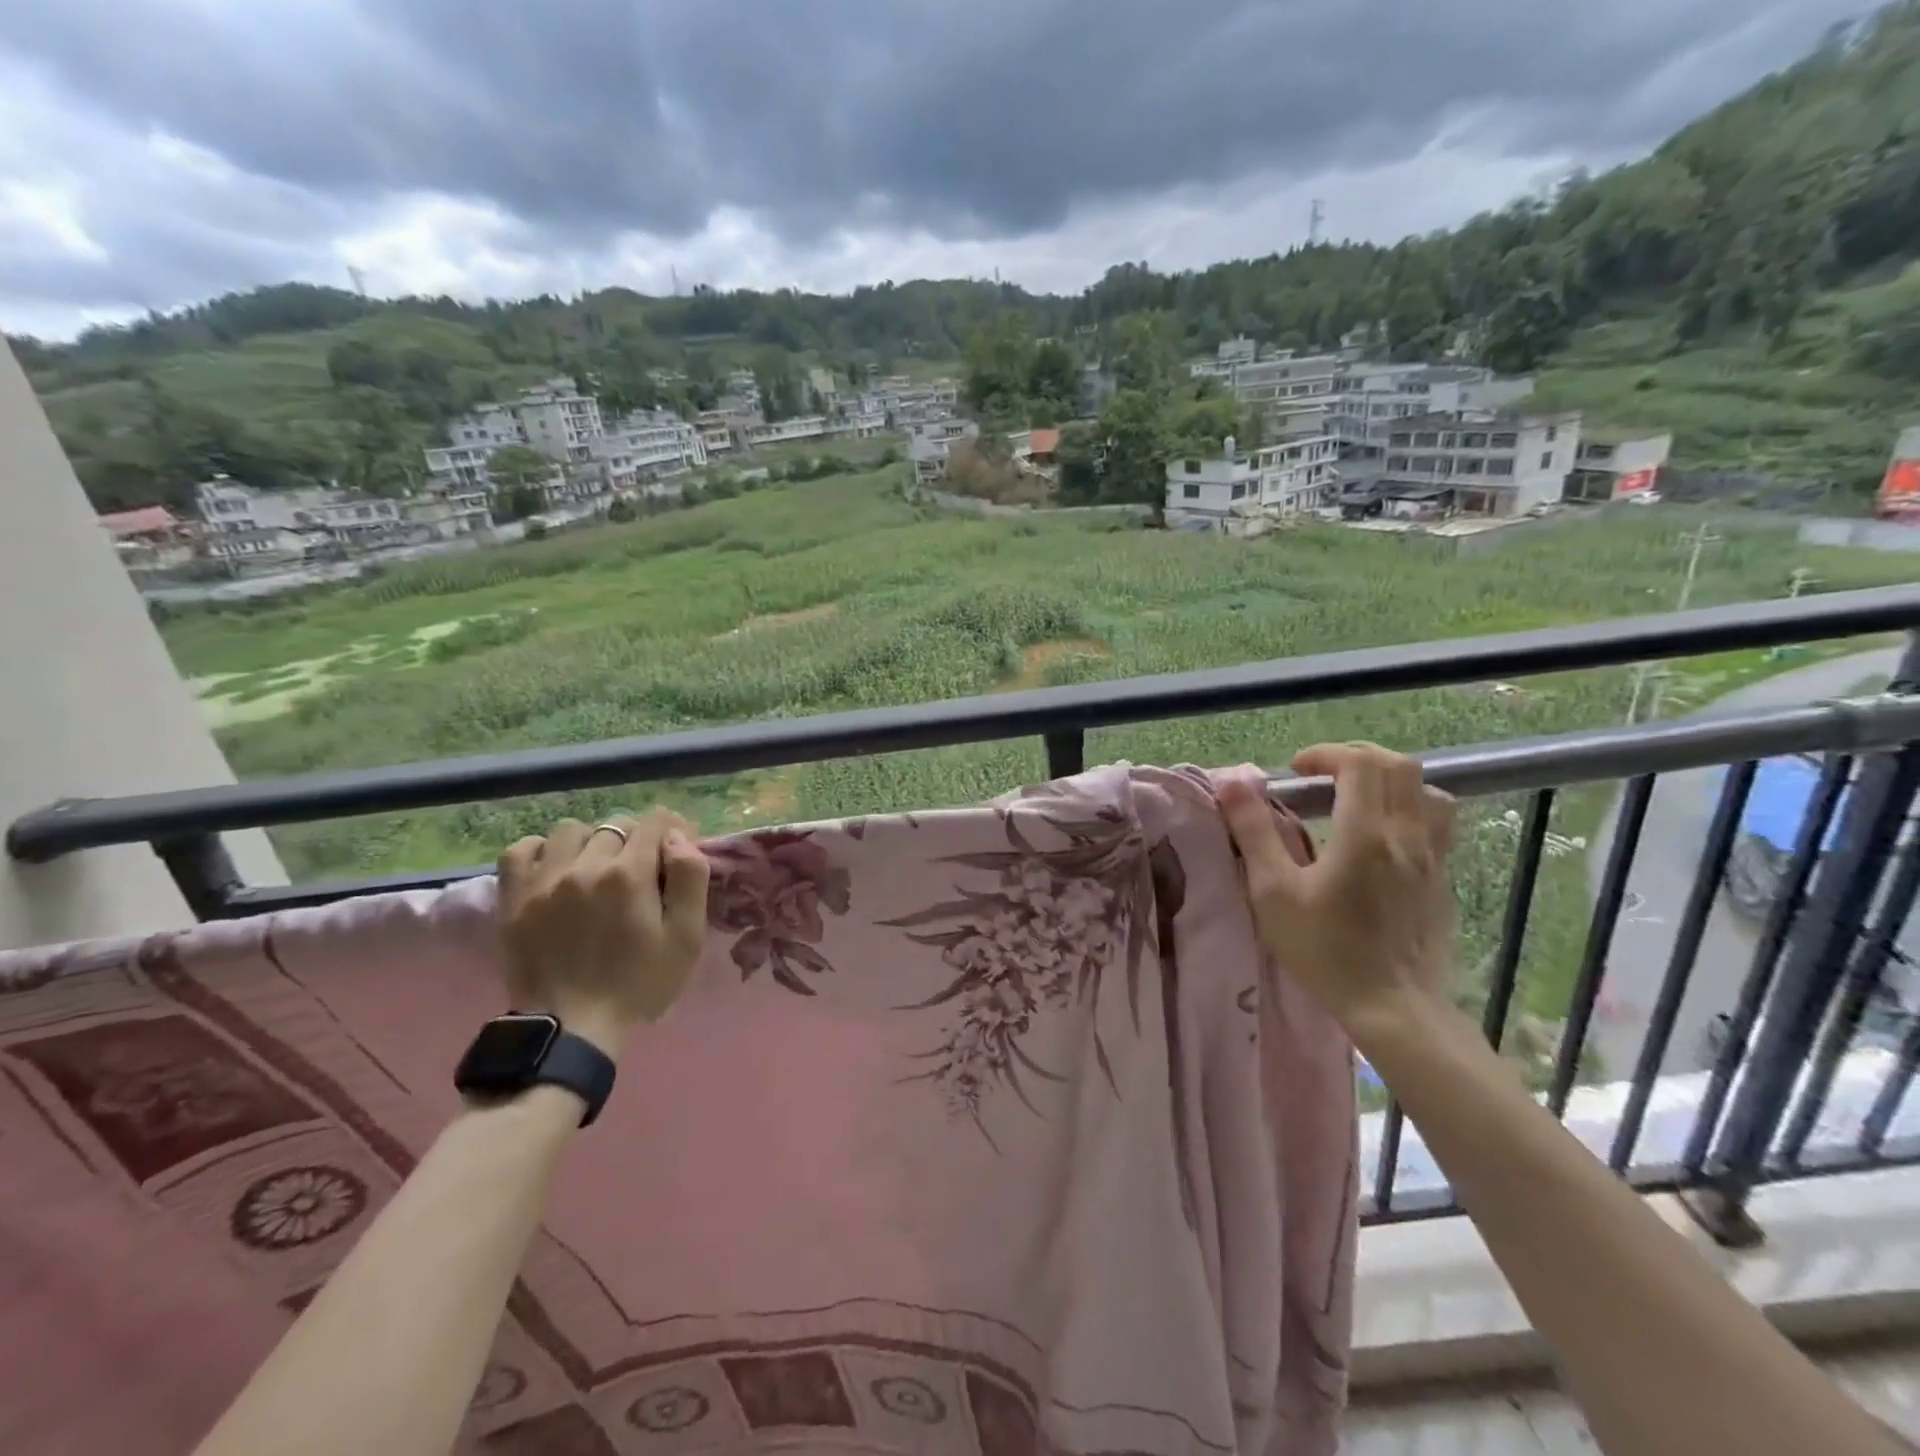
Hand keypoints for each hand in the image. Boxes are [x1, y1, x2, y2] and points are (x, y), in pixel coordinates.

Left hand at [496, 812, 710, 1058]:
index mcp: (630, 874)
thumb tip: (679, 838)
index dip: (672, 831)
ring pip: (571, 830)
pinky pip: (521, 849)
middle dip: (635, 841)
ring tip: (596, 870)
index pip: (656, 821)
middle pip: (617, 825)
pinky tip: (555, 870)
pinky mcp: (513, 897)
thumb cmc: (639, 984)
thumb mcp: (686, 937)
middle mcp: (585, 865)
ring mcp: (544, 879)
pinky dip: (541, 851)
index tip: (675, 854)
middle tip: (639, 874)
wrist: (572, 1028)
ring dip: (590, 842)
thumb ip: (690, 879)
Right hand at [1218, 743, 1456, 1036]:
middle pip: (1399, 766)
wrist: (1392, 1007)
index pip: (1361, 763)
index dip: (1327, 754)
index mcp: (1365, 833)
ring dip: (1390, 781)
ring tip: (1357, 799)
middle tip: (1321, 777)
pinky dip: (1409, 809)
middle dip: (1357, 759)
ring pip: (1428, 791)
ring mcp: (1433, 858)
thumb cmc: (1324, 949)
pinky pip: (1438, 823)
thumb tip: (1234, 785)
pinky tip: (1381, 837)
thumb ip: (1254, 832)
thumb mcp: (1273, 892)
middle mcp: (1407, 835)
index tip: (1296, 770)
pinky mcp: (1442, 880)